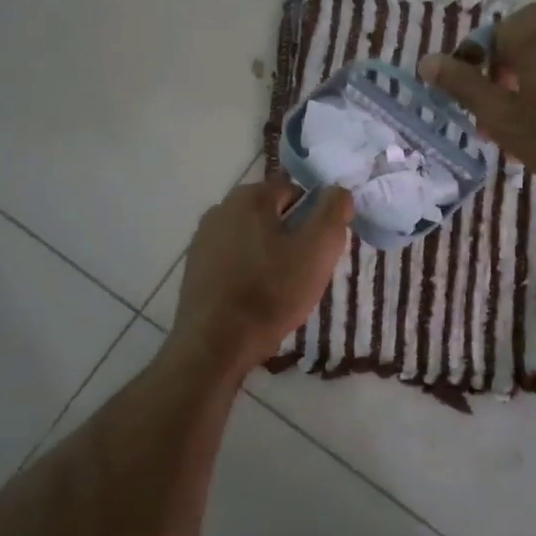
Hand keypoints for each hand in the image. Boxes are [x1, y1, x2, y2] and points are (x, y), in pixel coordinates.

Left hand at [170, 175, 353, 375]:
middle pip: (271, 213)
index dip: (314, 217)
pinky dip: (248, 271)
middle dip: (292, 235)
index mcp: (249, 197)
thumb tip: (339, 191)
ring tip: (282, 288)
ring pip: (252, 237)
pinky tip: (256, 298)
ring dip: (270, 254)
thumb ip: (333, 213)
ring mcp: (203, 239)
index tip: (321, 248)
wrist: (215, 344)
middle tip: (306, 270)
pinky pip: (233, 259)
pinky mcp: (195, 268)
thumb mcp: (317, 250)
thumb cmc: (271, 292)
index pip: (294, 190)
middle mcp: (220, 209)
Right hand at [418, 2, 535, 201]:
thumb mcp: (504, 117)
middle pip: (519, 46)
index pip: (487, 42)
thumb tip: (426, 61)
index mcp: (535, 25)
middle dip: (506, 81)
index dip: (476, 77)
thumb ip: (462, 85)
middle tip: (504, 124)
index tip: (480, 112)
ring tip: (534, 127)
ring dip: (534, 84)